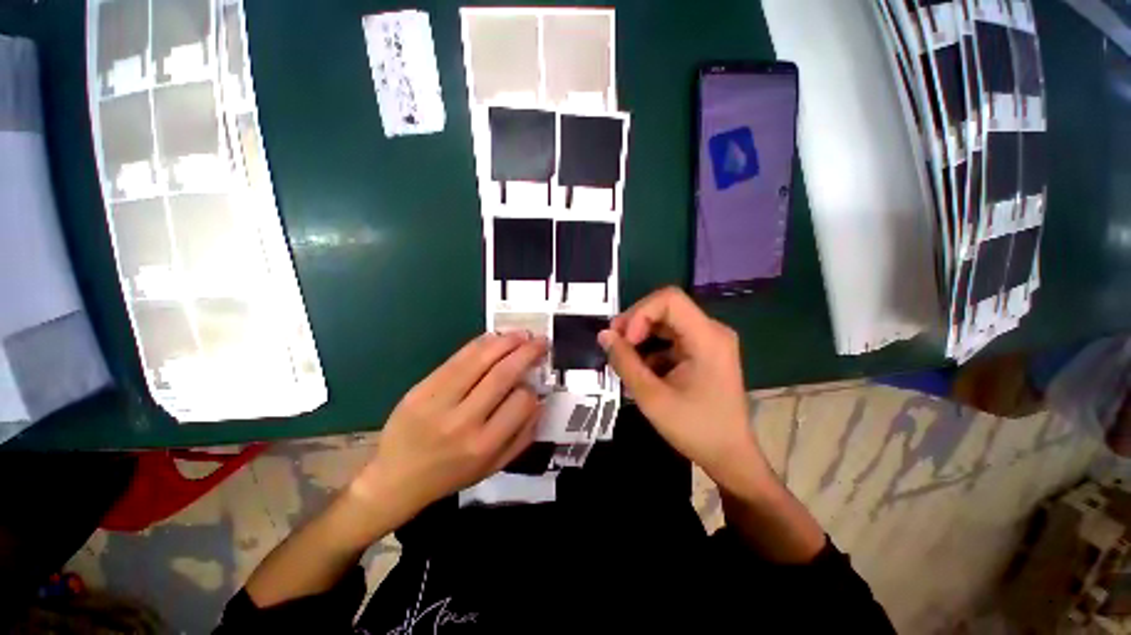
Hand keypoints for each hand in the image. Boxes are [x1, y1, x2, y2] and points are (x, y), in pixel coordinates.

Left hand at [350, 332, 546, 524]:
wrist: (395, 479)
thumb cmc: (450, 475)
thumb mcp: (492, 467)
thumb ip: (522, 437)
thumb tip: (540, 402)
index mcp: (484, 445)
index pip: (521, 403)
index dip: (532, 389)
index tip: (533, 384)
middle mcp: (463, 421)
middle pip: (503, 375)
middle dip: (527, 353)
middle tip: (541, 340)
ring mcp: (439, 401)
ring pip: (480, 360)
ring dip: (505, 342)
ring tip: (522, 333)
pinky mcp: (422, 388)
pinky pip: (457, 359)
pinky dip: (480, 344)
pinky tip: (494, 337)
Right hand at [599, 287, 766, 491]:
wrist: (730, 456)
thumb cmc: (695, 429)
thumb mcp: (651, 397)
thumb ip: (625, 362)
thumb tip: (603, 335)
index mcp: (707, 337)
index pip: (669, 299)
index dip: (640, 314)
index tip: (625, 340)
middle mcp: (712, 330)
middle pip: (666, 308)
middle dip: (636, 323)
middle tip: (615, 346)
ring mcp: (710, 340)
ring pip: (666, 322)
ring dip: (641, 336)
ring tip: (625, 359)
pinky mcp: (704, 351)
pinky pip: (672, 337)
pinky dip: (652, 348)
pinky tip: (642, 369)